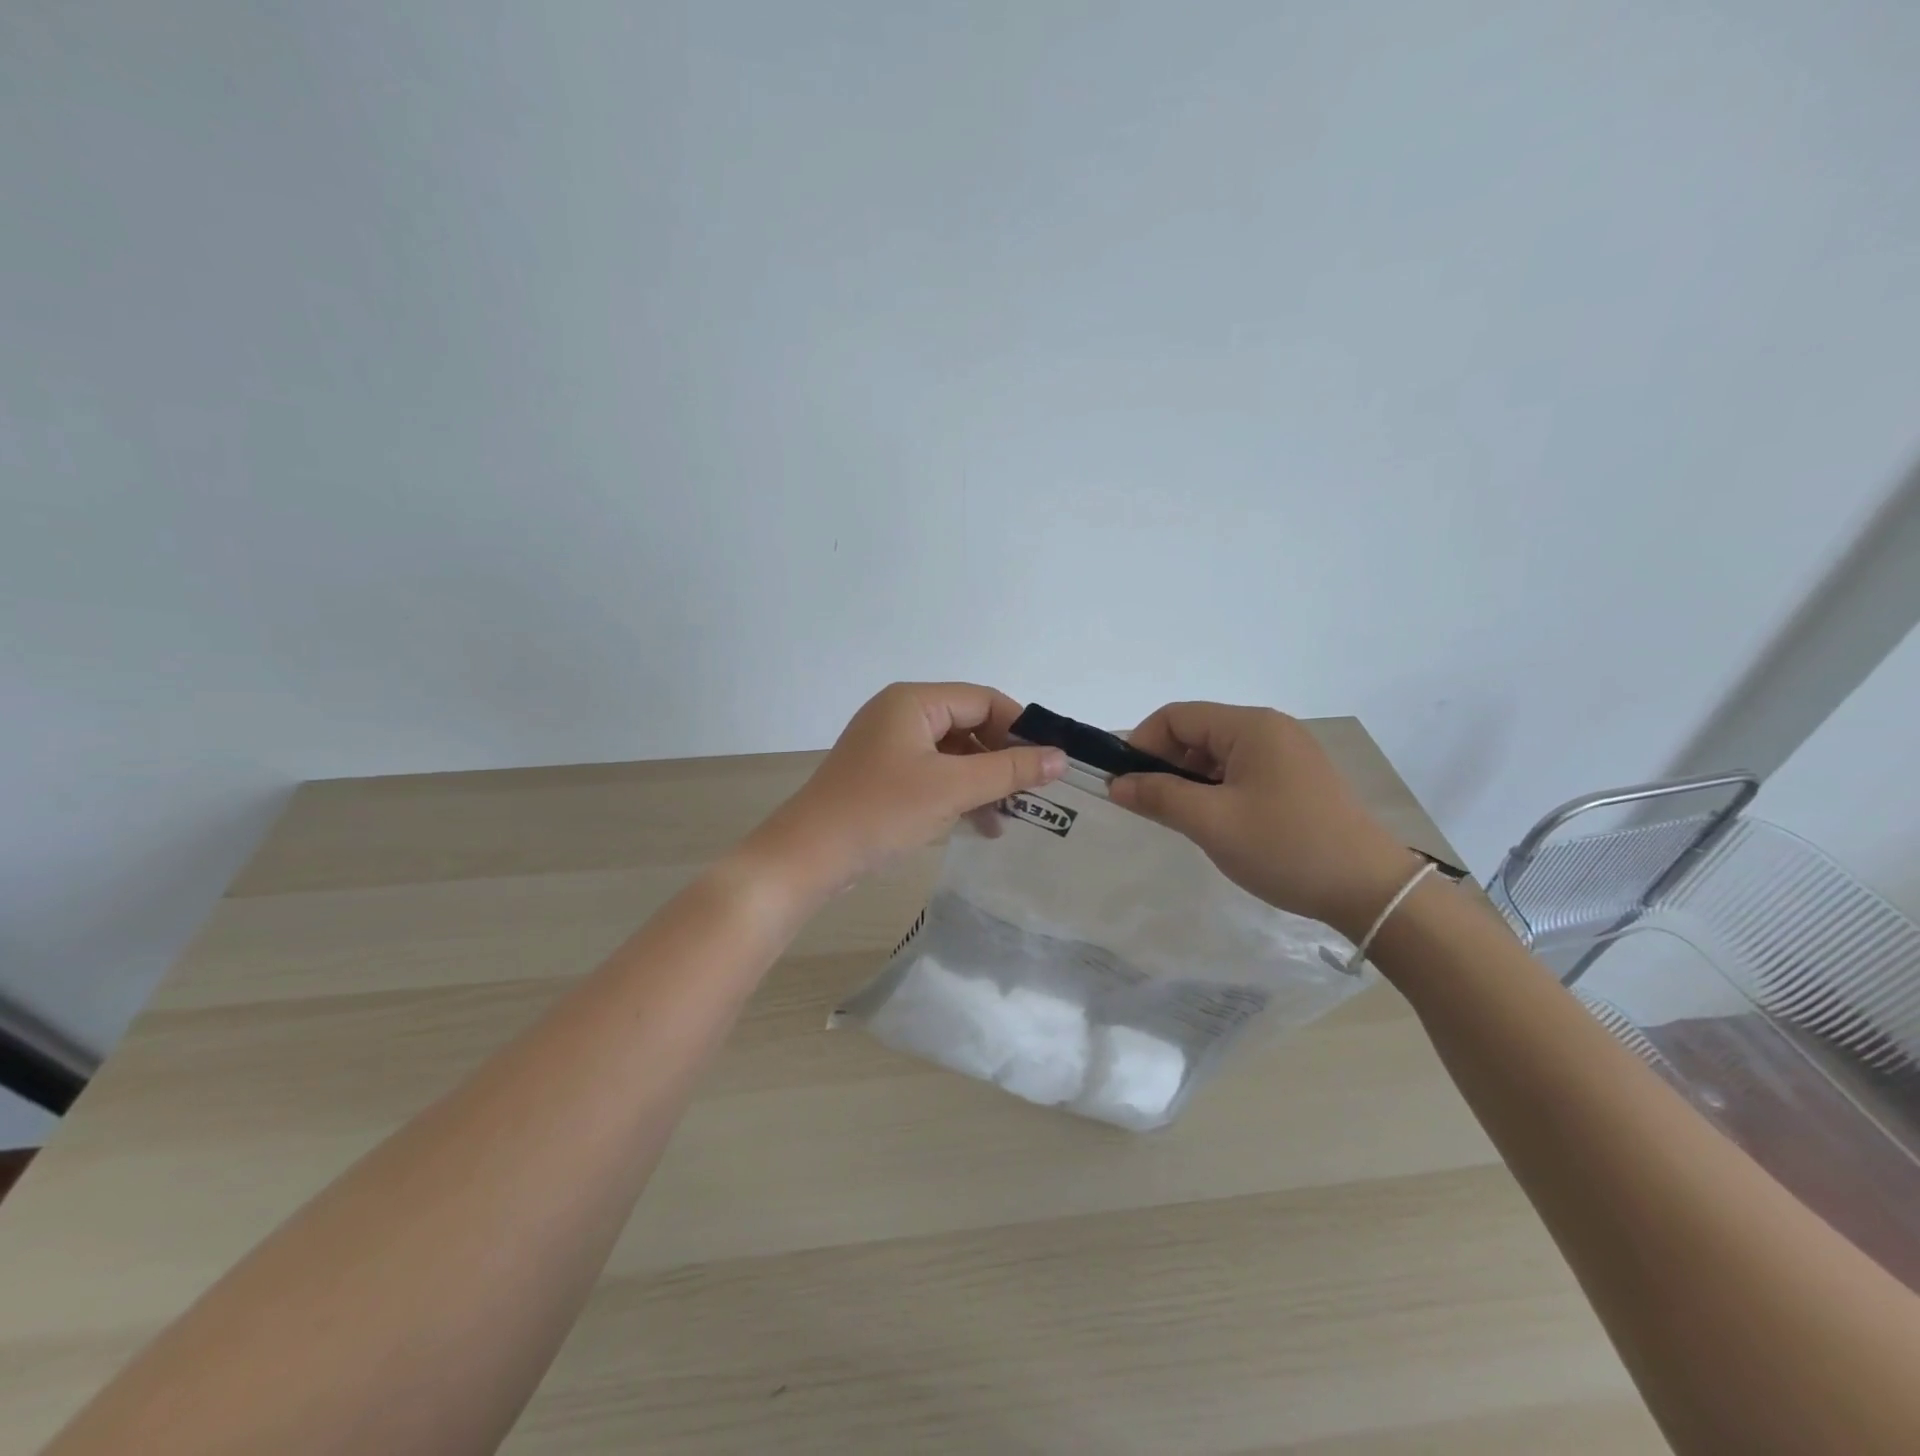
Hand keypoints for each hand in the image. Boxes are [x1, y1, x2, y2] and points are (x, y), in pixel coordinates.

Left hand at [749, 682, 1067, 896]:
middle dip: (1002, 759)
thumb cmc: (882, 811)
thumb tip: (1060, 758)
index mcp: (914, 701)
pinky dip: (959, 794)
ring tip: (1011, 815)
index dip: (1021, 727)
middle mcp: (901, 714)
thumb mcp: (952, 788)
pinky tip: (982, 825)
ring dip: (983, 782)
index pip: (984, 699)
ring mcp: (889, 746)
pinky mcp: (883, 776)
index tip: (1051, 761)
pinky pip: (933, 775)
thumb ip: (1009, 770)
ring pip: (953, 754)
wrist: (808, 855)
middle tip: (1034, 792)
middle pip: (969, 725)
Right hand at [1108, 702, 1417, 938]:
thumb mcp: (1212, 822)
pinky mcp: (1298, 780)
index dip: (1141, 744)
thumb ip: (1159, 797)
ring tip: (1186, 821)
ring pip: (1217, 755)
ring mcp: (1288, 754)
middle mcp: (1270, 729)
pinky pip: (1242, 772)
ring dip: (1191, 782)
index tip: (1125, 785)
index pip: (1176, 717)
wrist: (1370, 890)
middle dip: (1165, 765)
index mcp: (1250, 726)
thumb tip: (1117, 785)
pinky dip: (1218, 791)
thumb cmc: (1285, 847)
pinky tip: (1219, 824)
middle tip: (1153, 808)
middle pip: (1196, 733)